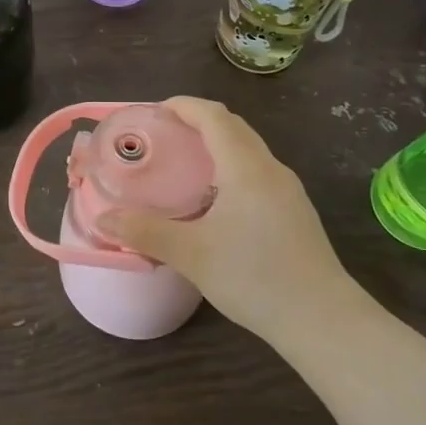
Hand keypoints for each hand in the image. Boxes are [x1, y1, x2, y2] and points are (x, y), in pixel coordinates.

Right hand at [96, 97, 354, 337]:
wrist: (322, 319)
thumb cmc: (255, 277)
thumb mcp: (192, 255)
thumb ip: (145, 232)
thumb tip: (103, 219)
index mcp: (245, 167)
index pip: (214, 116)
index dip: (184, 106)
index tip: (156, 111)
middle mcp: (270, 169)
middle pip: (233, 127)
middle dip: (199, 121)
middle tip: (165, 135)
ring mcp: (288, 190)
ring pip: (249, 150)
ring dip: (218, 144)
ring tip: (186, 164)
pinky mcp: (295, 211)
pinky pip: (258, 172)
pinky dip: (232, 167)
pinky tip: (217, 199)